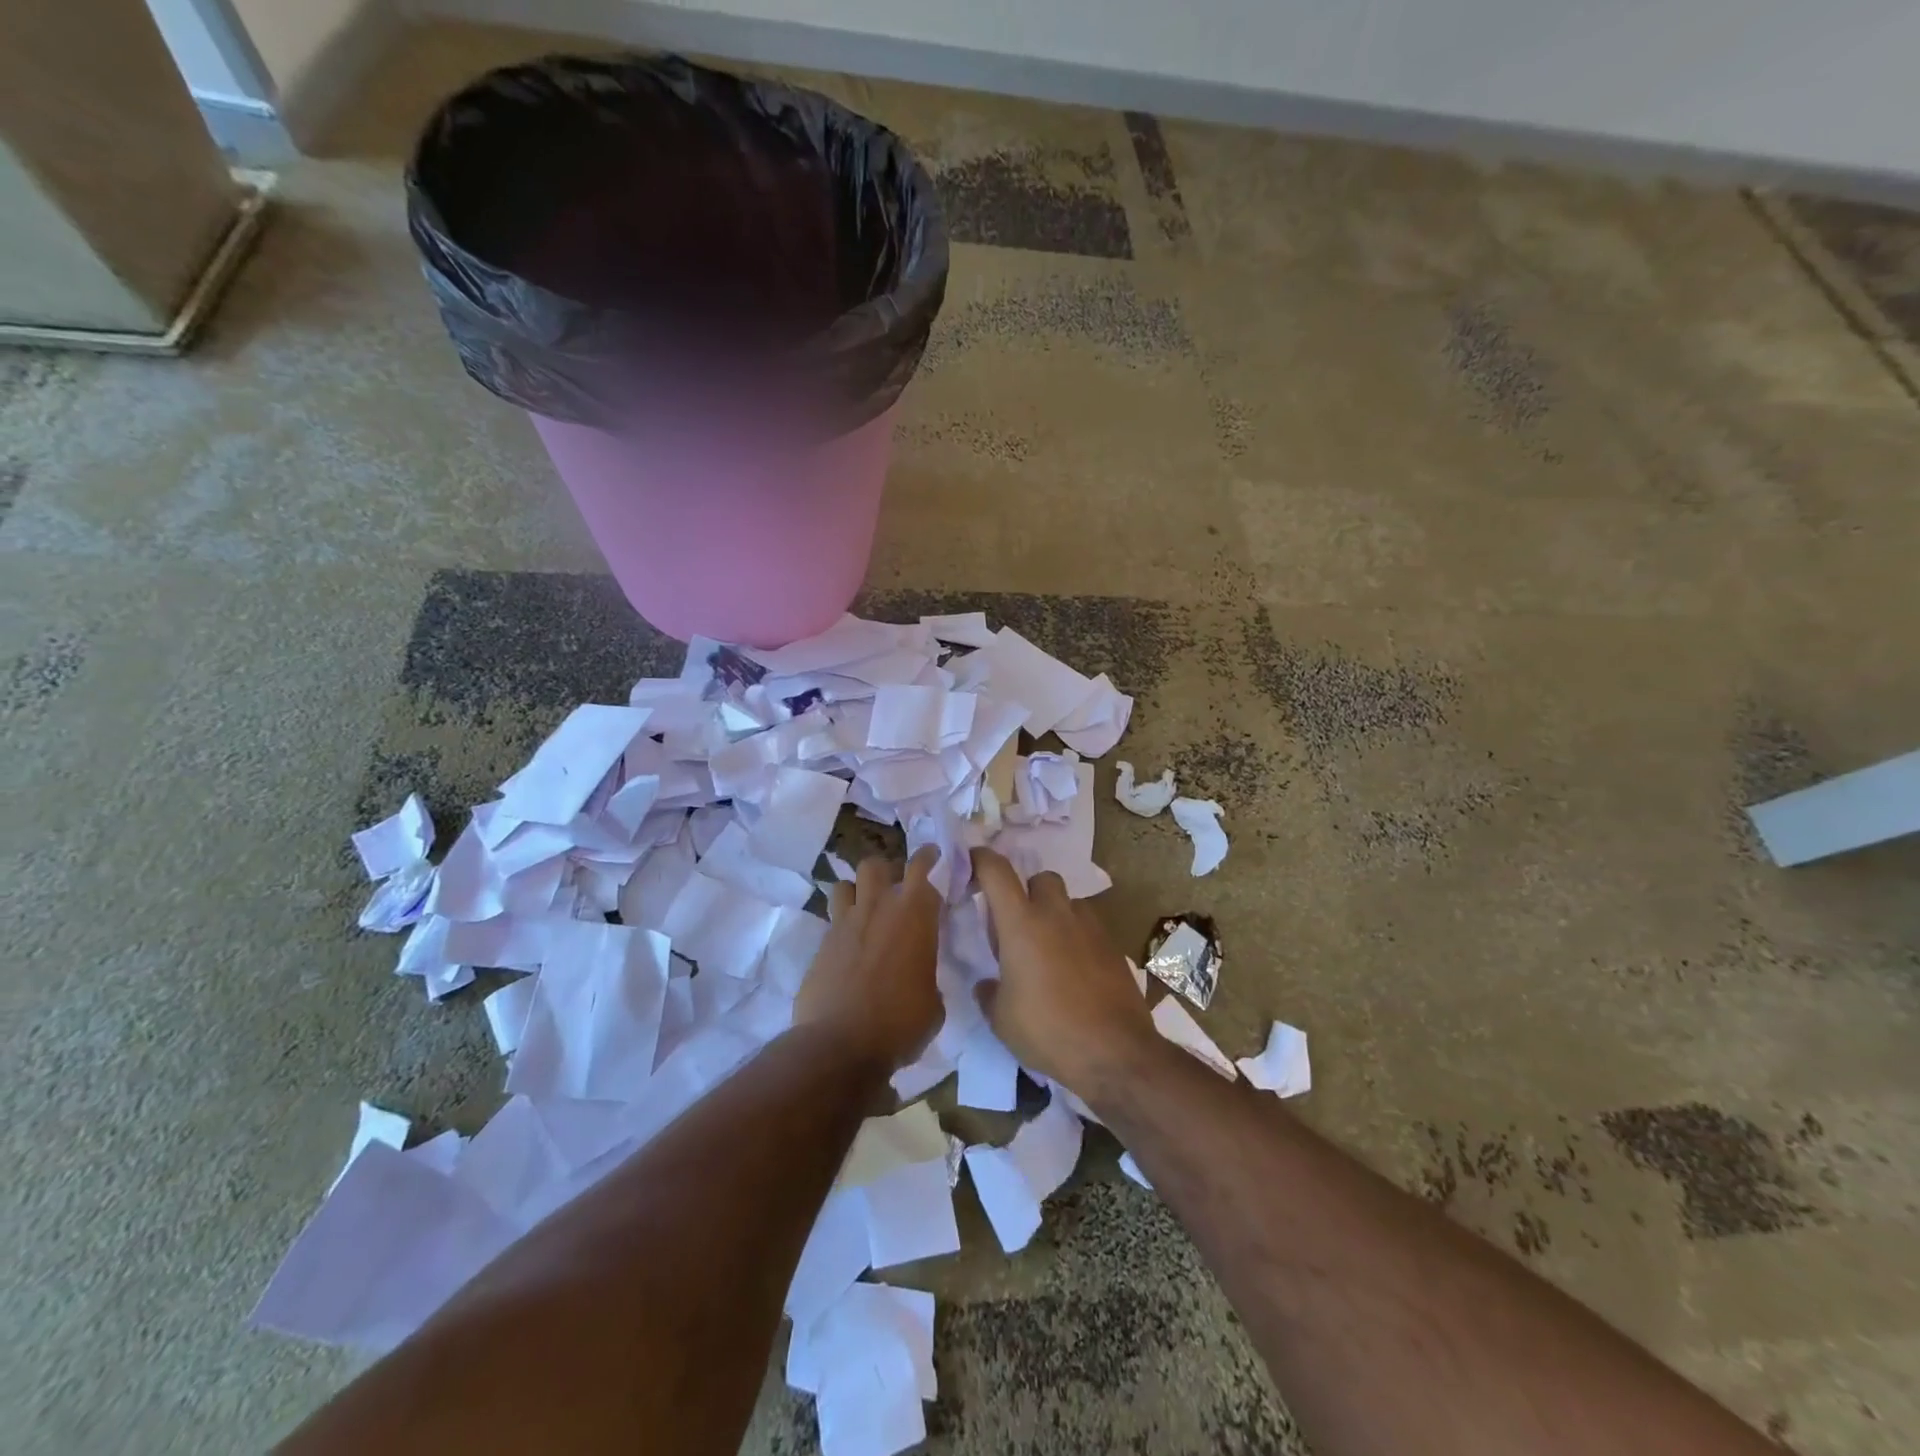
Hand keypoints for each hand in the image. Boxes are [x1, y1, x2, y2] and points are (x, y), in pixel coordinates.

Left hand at [793, 846, 942, 1071]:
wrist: (840, 1044)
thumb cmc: (900, 1024)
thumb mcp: (933, 1003)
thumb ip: (928, 976)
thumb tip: (920, 978)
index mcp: (915, 915)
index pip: (923, 868)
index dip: (929, 859)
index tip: (933, 857)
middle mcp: (878, 908)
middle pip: (877, 864)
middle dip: (887, 871)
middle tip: (896, 890)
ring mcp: (845, 923)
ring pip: (845, 883)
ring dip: (857, 892)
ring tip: (866, 912)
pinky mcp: (821, 944)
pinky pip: (832, 919)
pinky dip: (841, 925)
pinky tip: (849, 947)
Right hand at [970, 848, 1157, 1095]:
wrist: (1115, 1052)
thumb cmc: (1048, 1031)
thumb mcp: (1001, 1019)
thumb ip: (989, 992)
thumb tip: (987, 984)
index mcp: (1021, 923)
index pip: (996, 871)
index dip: (980, 860)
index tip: (971, 863)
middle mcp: (1056, 914)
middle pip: (1041, 878)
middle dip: (1027, 891)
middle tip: (1018, 923)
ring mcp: (1090, 927)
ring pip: (1068, 901)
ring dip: (1055, 913)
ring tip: (1048, 949)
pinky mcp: (1113, 946)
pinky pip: (1089, 926)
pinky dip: (1077, 936)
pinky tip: (1075, 969)